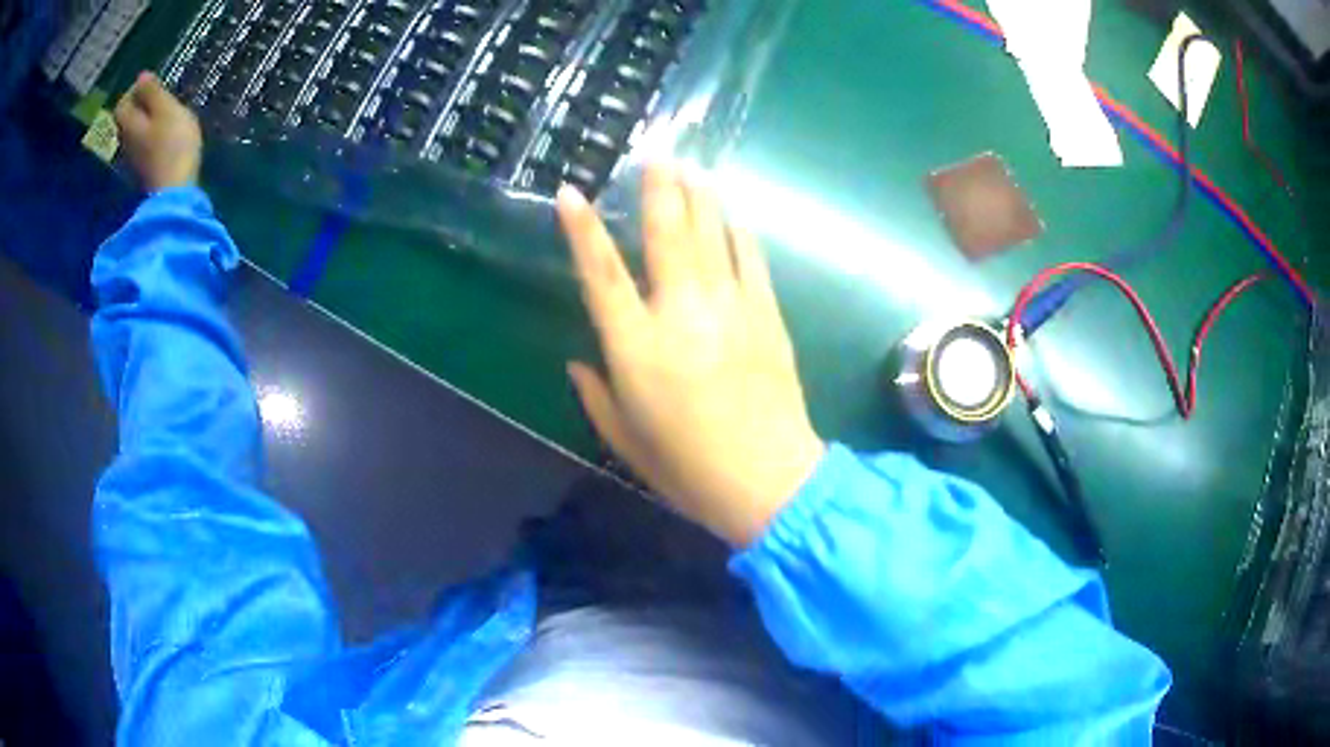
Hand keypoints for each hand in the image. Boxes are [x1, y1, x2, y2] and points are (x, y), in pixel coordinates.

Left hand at [114, 72, 201, 190]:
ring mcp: (134, 160)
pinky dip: (152, 138)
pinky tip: (166, 137)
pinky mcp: (145, 172)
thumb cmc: (172, 144)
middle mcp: (127, 142)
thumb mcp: (166, 109)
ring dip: (147, 122)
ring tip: (166, 115)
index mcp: (130, 125)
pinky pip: (144, 147)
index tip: (151, 84)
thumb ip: (152, 92)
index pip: (122, 105)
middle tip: (159, 98)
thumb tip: (141, 76)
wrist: (175, 192)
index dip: (134, 91)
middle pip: (127, 120)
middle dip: (140, 107)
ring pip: (135, 134)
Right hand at [558, 163, 823, 547]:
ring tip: (692, 166)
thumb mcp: (624, 439)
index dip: (582, 229)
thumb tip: (579, 360)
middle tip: (657, 153)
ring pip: (711, 236)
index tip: (570, 191)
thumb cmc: (687, 469)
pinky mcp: (767, 315)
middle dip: (659, 188)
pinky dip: (740, 232)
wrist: (769, 481)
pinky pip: (750, 260)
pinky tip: (733, 212)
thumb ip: (595, 394)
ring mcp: (730, 308)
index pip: (600, 273)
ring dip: (700, 197)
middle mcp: (681, 314)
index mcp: (636, 347)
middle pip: (666, 234)